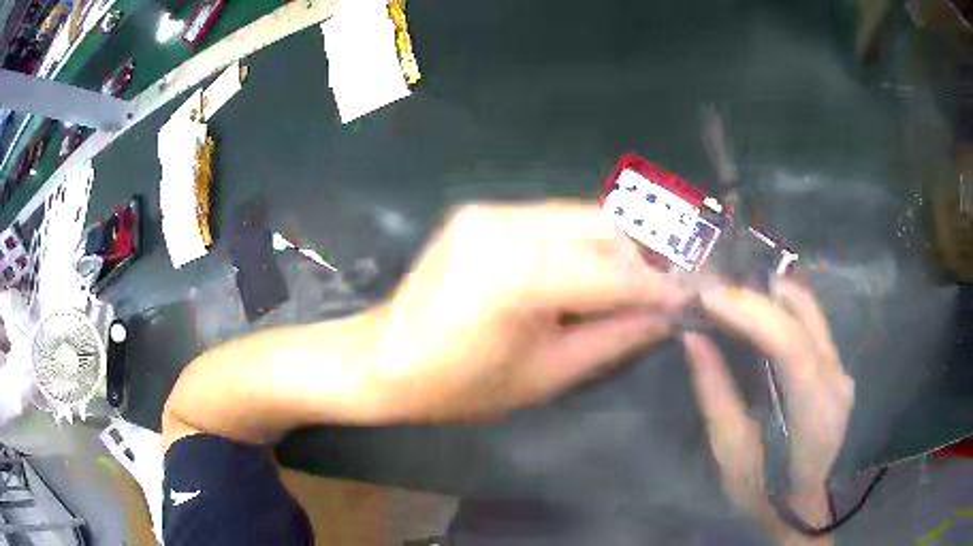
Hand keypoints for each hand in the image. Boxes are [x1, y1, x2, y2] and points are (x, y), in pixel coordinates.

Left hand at [363, 202, 692, 420]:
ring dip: (620, 244)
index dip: (660, 285)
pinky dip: (586, 240)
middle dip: (647, 253)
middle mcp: (503, 225)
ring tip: (644, 276)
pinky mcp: (483, 211)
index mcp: (515, 276)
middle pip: (603, 225)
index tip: (695, 295)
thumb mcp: (547, 376)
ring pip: (582, 214)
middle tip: (674, 282)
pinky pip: (554, 218)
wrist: (384, 359)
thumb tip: (668, 314)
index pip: (613, 272)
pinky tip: (598, 266)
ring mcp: (489, 210)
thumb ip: (615, 338)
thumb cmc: (460, 387)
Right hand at [683, 279, 853, 541]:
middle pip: (802, 313)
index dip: (749, 312)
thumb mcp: (731, 452)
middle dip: (754, 295)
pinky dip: (781, 309)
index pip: (789, 342)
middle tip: (713, 292)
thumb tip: (694, 338)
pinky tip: (757, 314)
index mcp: (813, 410)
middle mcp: (836, 378)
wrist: (804, 508)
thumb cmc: (764, 491)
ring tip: (730, 299)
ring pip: (809, 309)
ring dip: (768, 296)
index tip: (707, 296)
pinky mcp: (837, 366)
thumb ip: (715, 392)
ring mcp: (841, 368)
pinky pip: (811, 321)